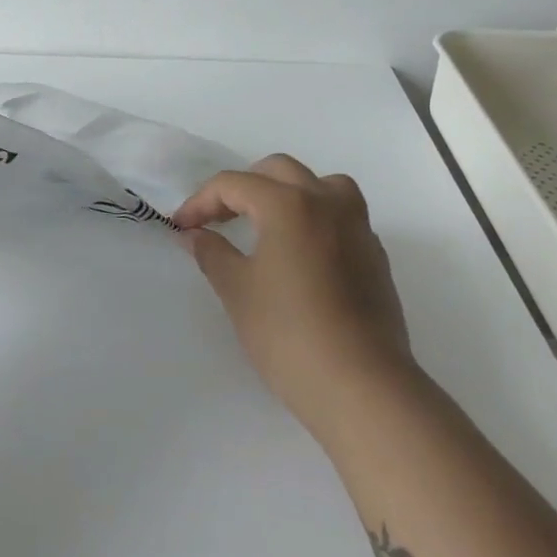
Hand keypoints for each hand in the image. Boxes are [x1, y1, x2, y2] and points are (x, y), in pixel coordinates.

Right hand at [172, 154, 416, 439]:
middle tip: (218, 219)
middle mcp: (327, 202)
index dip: (201, 201)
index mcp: (289, 204)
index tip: (181, 226)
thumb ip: (212, 253)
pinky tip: (300, 254)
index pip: (234, 184)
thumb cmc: (288, 334)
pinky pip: (342, 216)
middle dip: (242, 187)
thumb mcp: (237, 291)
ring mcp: (358, 227)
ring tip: (266, 223)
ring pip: (321, 184)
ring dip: (288, 193)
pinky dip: (315, 218)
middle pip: (279, 171)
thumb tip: (194, 235)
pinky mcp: (375, 255)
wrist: (361, 386)